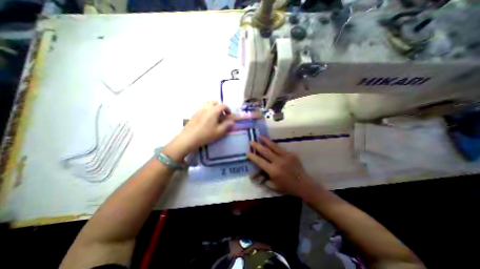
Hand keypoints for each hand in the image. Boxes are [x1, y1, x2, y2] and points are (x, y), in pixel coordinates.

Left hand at [167, 101, 235, 157]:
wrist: (189, 138)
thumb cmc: (206, 135)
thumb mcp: (219, 131)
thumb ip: (227, 125)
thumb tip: (232, 122)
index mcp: (214, 111)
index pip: (223, 106)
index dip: (227, 109)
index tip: (229, 114)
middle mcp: (206, 108)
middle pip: (214, 102)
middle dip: (220, 106)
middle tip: (222, 114)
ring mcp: (199, 110)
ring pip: (208, 104)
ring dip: (213, 107)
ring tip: (214, 116)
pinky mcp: (194, 113)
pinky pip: (202, 108)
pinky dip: (207, 110)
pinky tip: (207, 119)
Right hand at [248, 137, 321, 201]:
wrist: (304, 185)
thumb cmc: (287, 187)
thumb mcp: (273, 185)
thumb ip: (263, 178)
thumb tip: (252, 175)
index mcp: (273, 171)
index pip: (260, 161)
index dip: (253, 157)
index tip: (247, 153)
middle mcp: (278, 162)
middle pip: (265, 151)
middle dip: (257, 146)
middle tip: (251, 141)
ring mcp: (286, 156)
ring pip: (273, 146)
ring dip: (266, 141)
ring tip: (260, 136)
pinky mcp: (291, 154)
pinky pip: (280, 148)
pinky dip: (274, 145)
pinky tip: (270, 142)